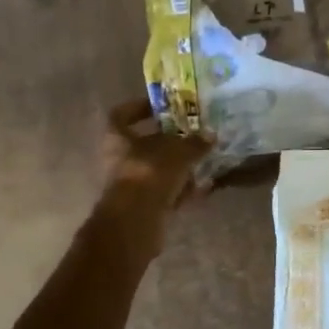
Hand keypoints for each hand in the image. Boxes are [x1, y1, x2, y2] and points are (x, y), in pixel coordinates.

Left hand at [97, 100, 211, 253]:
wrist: (136, 221)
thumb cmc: (150, 173)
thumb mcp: (178, 152)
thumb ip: (195, 143)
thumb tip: (210, 135)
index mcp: (118, 138)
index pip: (121, 114)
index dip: (138, 107)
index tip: (160, 107)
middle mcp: (120, 159)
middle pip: (144, 144)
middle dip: (169, 140)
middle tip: (192, 134)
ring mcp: (131, 184)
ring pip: (157, 169)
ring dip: (179, 166)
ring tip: (204, 159)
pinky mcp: (144, 206)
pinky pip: (166, 192)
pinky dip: (182, 190)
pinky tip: (204, 187)